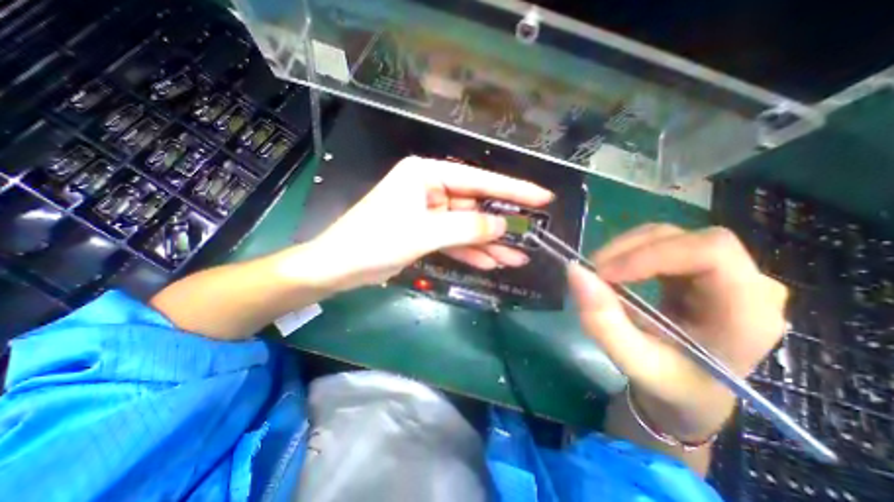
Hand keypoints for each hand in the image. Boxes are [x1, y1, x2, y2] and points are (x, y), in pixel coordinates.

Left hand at [293, 156, 552, 290]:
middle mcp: (430, 188)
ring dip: (489, 244)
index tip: (542, 197)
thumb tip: (504, 226)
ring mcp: (429, 212)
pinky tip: (491, 263)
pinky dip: (471, 252)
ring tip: (517, 259)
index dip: (512, 190)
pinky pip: (454, 240)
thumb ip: (467, 228)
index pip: (479, 180)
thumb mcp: (424, 233)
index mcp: (427, 174)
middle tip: (532, 237)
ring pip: (467, 227)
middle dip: (501, 225)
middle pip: (475, 206)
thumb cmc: (376, 241)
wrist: (340, 266)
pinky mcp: (425, 232)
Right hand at [569, 225, 784, 441]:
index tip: (604, 273)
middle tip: (594, 272)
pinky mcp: (698, 268)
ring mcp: (725, 272)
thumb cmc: (670, 383)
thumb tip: (575, 271)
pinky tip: (615, 271)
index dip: (651, 254)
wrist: (689, 390)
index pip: (710, 253)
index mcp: (748, 314)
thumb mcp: (632, 360)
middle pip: (688, 239)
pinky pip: (661, 243)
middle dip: (632, 250)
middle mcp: (748, 284)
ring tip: (600, 273)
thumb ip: (602, 321)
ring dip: (626, 249)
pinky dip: (630, 251)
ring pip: (671, 236)